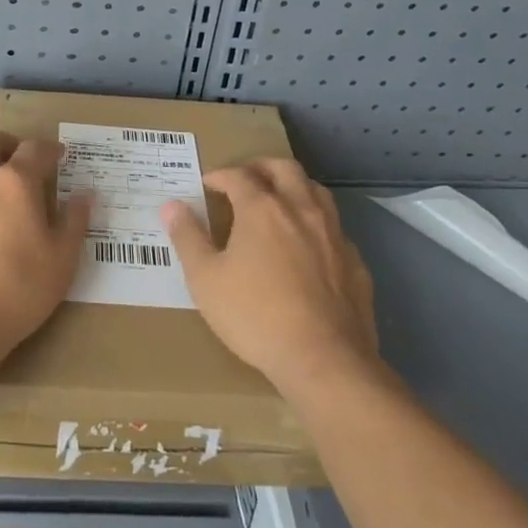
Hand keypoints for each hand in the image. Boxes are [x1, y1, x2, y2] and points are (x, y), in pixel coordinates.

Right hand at [161, 159, 378, 395]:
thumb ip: (188, 238)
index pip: (238, 175)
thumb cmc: (255, 316)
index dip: (219, 175)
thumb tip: (171, 205)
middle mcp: (301, 210)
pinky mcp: (355, 263)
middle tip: (244, 179)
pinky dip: (317, 225)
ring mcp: (333, 234)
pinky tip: (309, 247)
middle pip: (284, 168)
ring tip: (278, 202)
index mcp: (262, 208)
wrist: (325, 361)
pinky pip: (335, 229)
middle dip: (261, 167)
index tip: (207, 184)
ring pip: (316, 191)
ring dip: (294, 188)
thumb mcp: (205, 280)